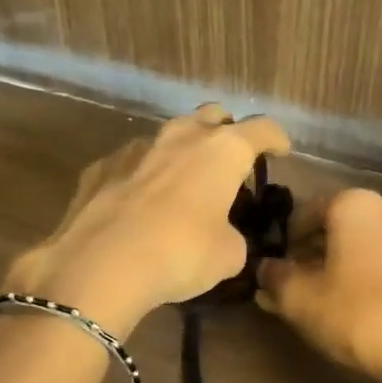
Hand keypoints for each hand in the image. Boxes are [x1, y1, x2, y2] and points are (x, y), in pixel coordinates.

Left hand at [4, 105, 290, 335]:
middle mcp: (181, 137)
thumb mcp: (229, 255)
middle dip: (227, 133)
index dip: (276, 139)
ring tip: (185, 186)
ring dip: (183, 154)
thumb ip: (234, 235)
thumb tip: (223, 235)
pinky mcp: (101, 167)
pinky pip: (134, 163)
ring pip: (170, 137)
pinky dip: (146, 176)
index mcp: (222, 151)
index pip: (262, 129)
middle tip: (231, 164)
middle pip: (213, 116)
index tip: (281, 152)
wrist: (100, 266)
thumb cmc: (180, 254)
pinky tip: (142, 204)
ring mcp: (136, 148)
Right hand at [257, 189, 381, 382]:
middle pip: (337, 228)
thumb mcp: (301, 300)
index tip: (275, 273)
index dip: (284, 243)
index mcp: (355, 204)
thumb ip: (275, 278)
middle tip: (295, 290)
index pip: (304, 212)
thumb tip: (265, 269)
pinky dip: (369, 279)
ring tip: (324, 304)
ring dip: (340, 268)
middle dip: (313, 255)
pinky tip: (359, 311)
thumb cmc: (360, 316)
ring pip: (364, 247)